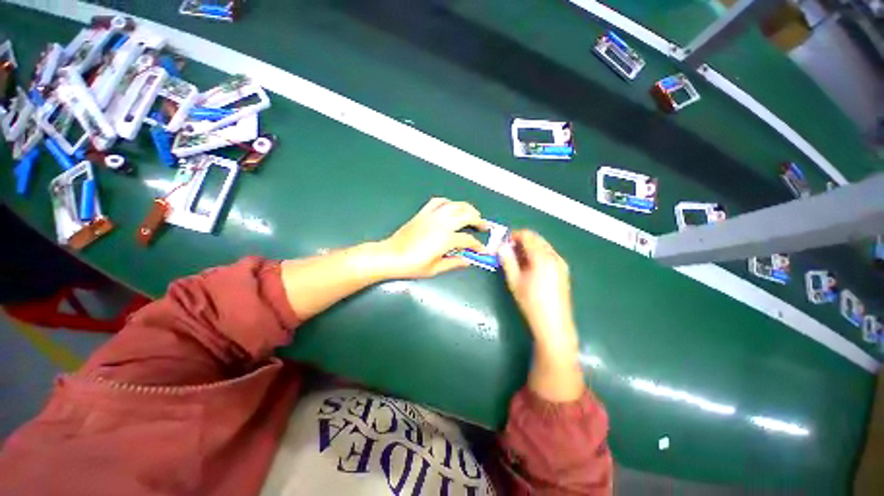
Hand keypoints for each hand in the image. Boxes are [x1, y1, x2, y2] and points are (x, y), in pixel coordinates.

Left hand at [380, 198, 486, 278]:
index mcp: (446, 239)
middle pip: (466, 216)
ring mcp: (432, 216)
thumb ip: (454, 262)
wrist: (391, 256)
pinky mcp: (423, 213)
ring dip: (467, 208)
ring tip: (472, 213)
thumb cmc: (412, 265)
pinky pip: (437, 202)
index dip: (477, 246)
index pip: (468, 240)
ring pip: (454, 205)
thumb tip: (468, 260)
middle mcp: (441, 224)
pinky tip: (451, 207)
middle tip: (484, 226)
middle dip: (478, 220)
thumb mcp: (435, 268)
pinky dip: (447, 202)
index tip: (482, 250)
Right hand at [499, 230, 576, 351]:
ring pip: (543, 246)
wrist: (553, 324)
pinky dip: (537, 254)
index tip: (503, 242)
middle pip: (537, 238)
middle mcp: (554, 256)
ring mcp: (561, 263)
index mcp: (542, 257)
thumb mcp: (514, 281)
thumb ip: (507, 261)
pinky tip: (530, 267)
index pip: (527, 235)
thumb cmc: (531, 302)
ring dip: (529, 247)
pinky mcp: (563, 270)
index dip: (514, 235)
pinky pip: (549, 254)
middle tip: (508, 251)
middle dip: (521, 240)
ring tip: (517, 260)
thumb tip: (501, 247)